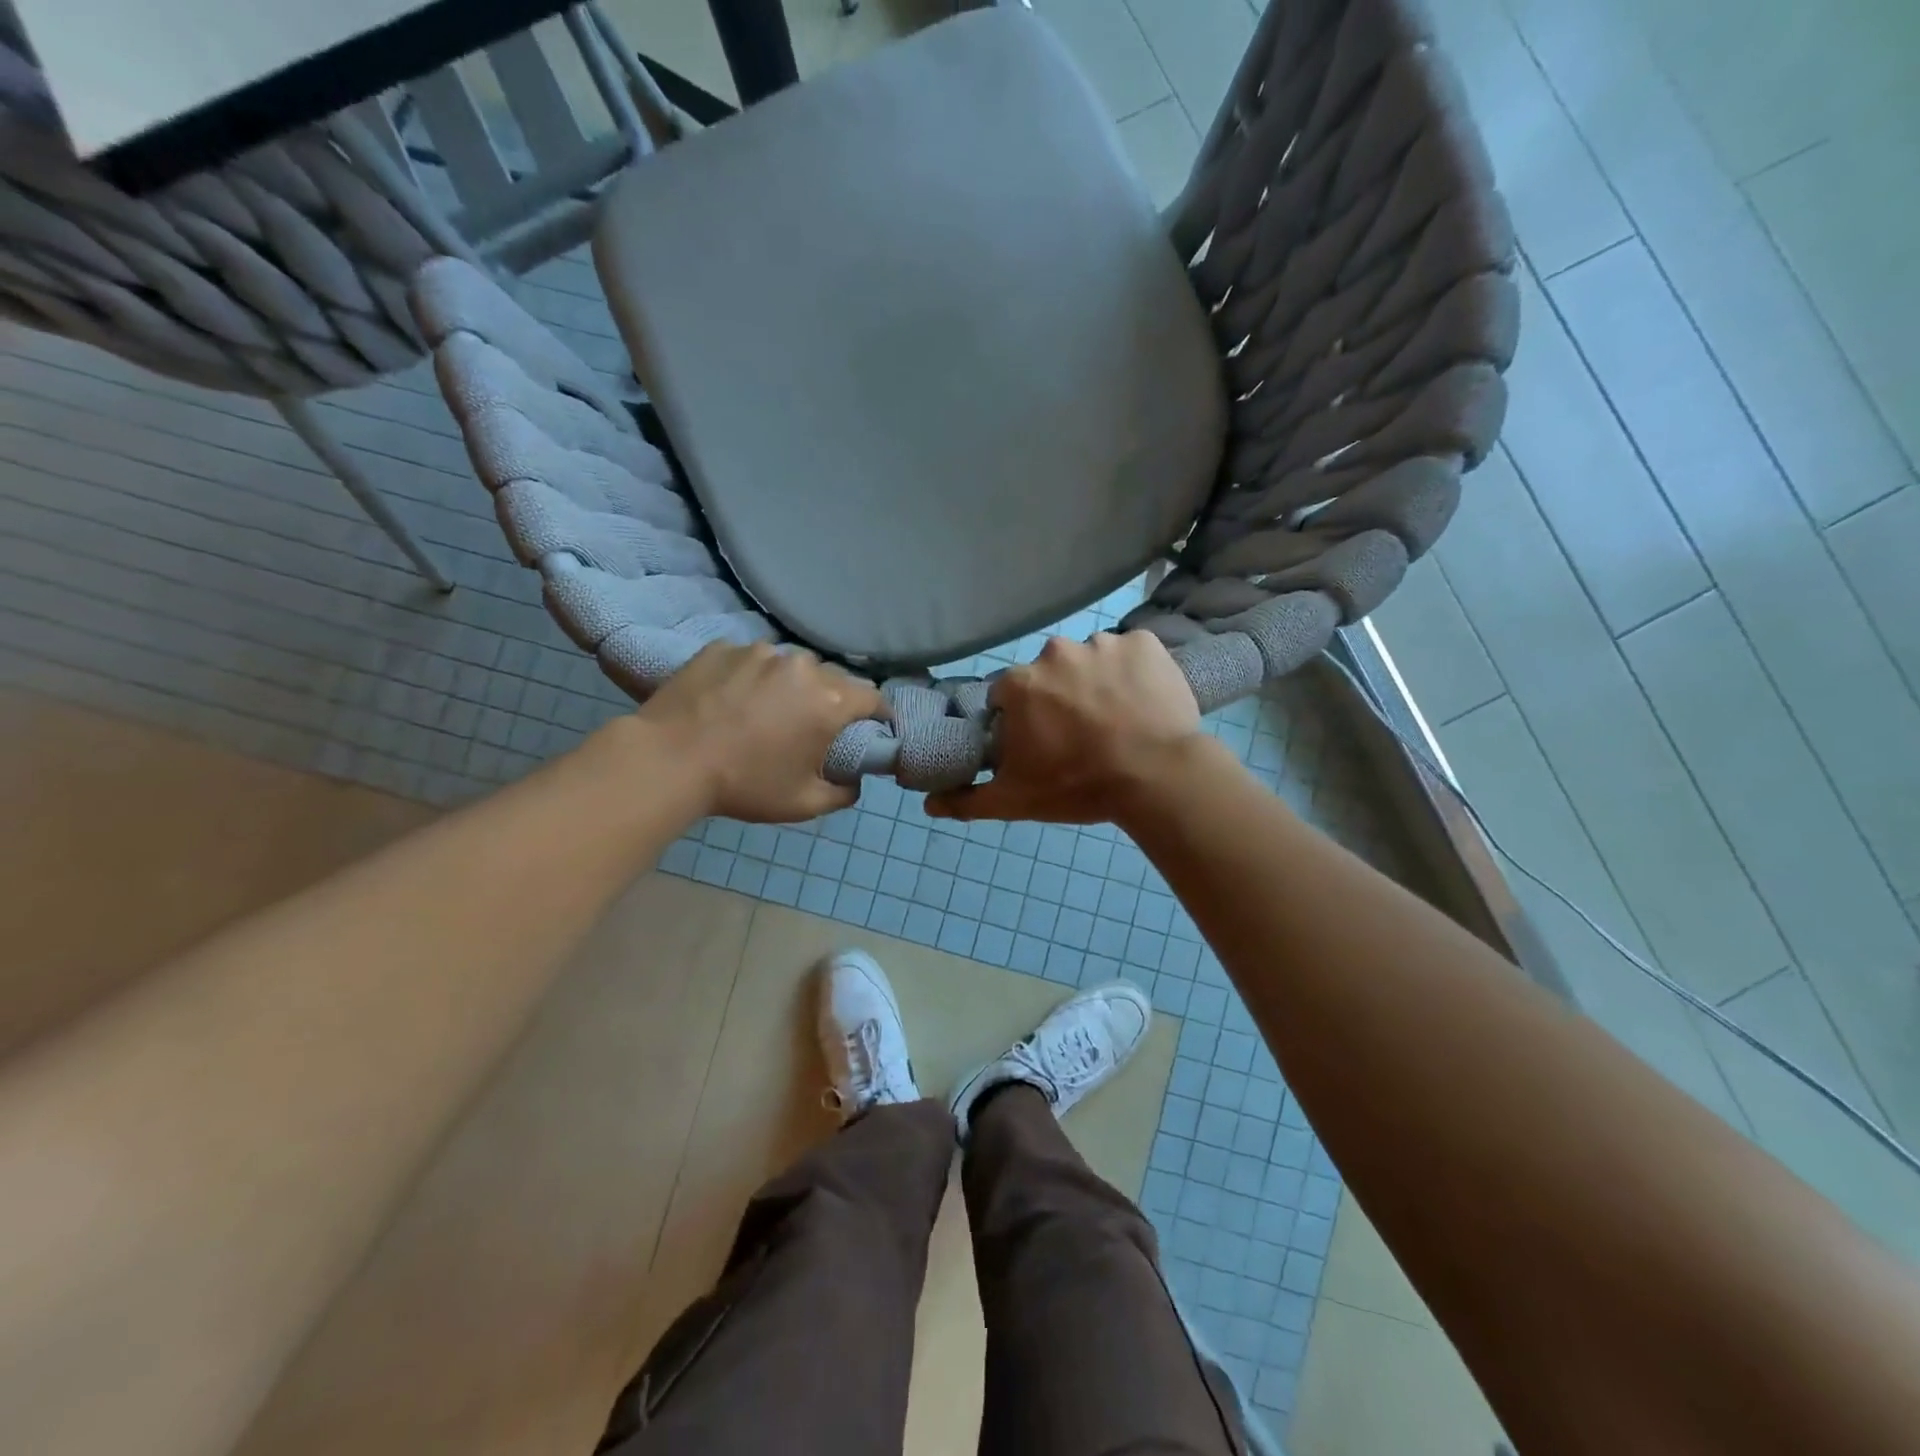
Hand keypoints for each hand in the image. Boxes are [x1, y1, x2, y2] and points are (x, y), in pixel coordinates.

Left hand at [635, 643, 884, 821]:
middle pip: (832, 678)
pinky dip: (750, 676)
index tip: (873, 727)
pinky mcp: (723, 647)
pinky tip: (731, 699)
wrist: (668, 760)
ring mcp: (759, 651)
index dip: (878, 713)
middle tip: (811, 725)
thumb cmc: (744, 785)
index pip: (873, 697)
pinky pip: (750, 660)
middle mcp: (801, 666)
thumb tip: (855, 782)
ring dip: (789, 685)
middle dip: (830, 699)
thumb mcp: (803, 804)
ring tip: (766, 709)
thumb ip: (843, 793)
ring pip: (790, 665)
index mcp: (829, 701)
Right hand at [928, 632, 1203, 823]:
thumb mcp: (1016, 800)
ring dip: (1097, 683)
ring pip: (1091, 661)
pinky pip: (1131, 654)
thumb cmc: (1078, 786)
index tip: (1042, 744)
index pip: (1008, 696)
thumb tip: (928, 803)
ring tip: (1118, 721)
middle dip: (1060, 698)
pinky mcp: (1144, 643)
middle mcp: (1055, 652)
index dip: (1022, 721)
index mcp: (1020, 683)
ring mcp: (1103, 643)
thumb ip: (968, 800)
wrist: (1156, 777)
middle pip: (1050, 675)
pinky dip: (1135, 672)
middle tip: (1082, 735)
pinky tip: (1143, 703)